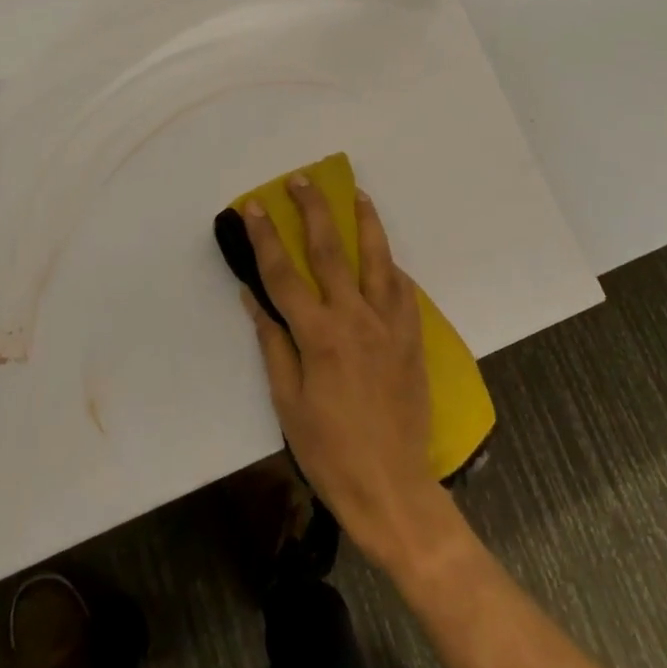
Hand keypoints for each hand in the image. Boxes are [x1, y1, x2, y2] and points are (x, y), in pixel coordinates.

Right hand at [241, 173, 457, 571]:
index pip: (284, 274)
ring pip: (377, 257)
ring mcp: (390, 323)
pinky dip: (390, 265)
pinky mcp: (412, 335)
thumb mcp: (287, 403)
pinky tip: (385, 255)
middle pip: (331, 250)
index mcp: (319, 335)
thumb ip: (273, 343)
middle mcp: (356, 317)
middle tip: (302, 180)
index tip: (256, 206)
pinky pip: (402, 288)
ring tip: (356, 192)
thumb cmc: (329, 451)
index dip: (266, 238)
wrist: (393, 487)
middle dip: (313, 210)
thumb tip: (253, 298)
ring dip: (365, 220)